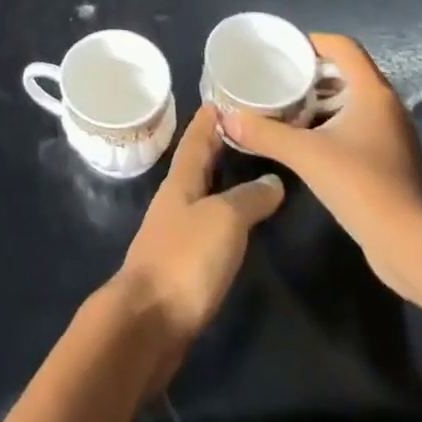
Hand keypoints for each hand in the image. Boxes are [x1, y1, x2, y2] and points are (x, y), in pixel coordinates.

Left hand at [107, 103, 284, 394]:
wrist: (148, 322)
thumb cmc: (185, 260)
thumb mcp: (224, 221)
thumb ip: (249, 199)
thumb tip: (273, 180)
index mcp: (180, 182)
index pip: (195, 140)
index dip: (207, 120)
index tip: (221, 99)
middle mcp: (174, 201)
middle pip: (195, 164)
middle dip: (214, 146)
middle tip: (242, 129)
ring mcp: (174, 233)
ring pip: (199, 194)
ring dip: (218, 180)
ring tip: (246, 170)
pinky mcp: (180, 265)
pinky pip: (204, 225)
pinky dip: (220, 214)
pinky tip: (235, 224)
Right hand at [222, 33, 421, 301]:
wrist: (409, 245)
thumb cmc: (360, 185)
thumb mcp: (304, 154)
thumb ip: (264, 133)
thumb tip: (226, 118)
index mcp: (372, 92)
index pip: (343, 46)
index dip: (313, 41)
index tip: (283, 51)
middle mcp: (387, 106)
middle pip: (348, 71)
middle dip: (313, 71)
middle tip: (280, 78)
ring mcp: (393, 134)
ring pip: (354, 100)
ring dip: (323, 99)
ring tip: (288, 106)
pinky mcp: (392, 159)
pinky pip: (359, 125)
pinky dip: (334, 122)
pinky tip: (309, 139)